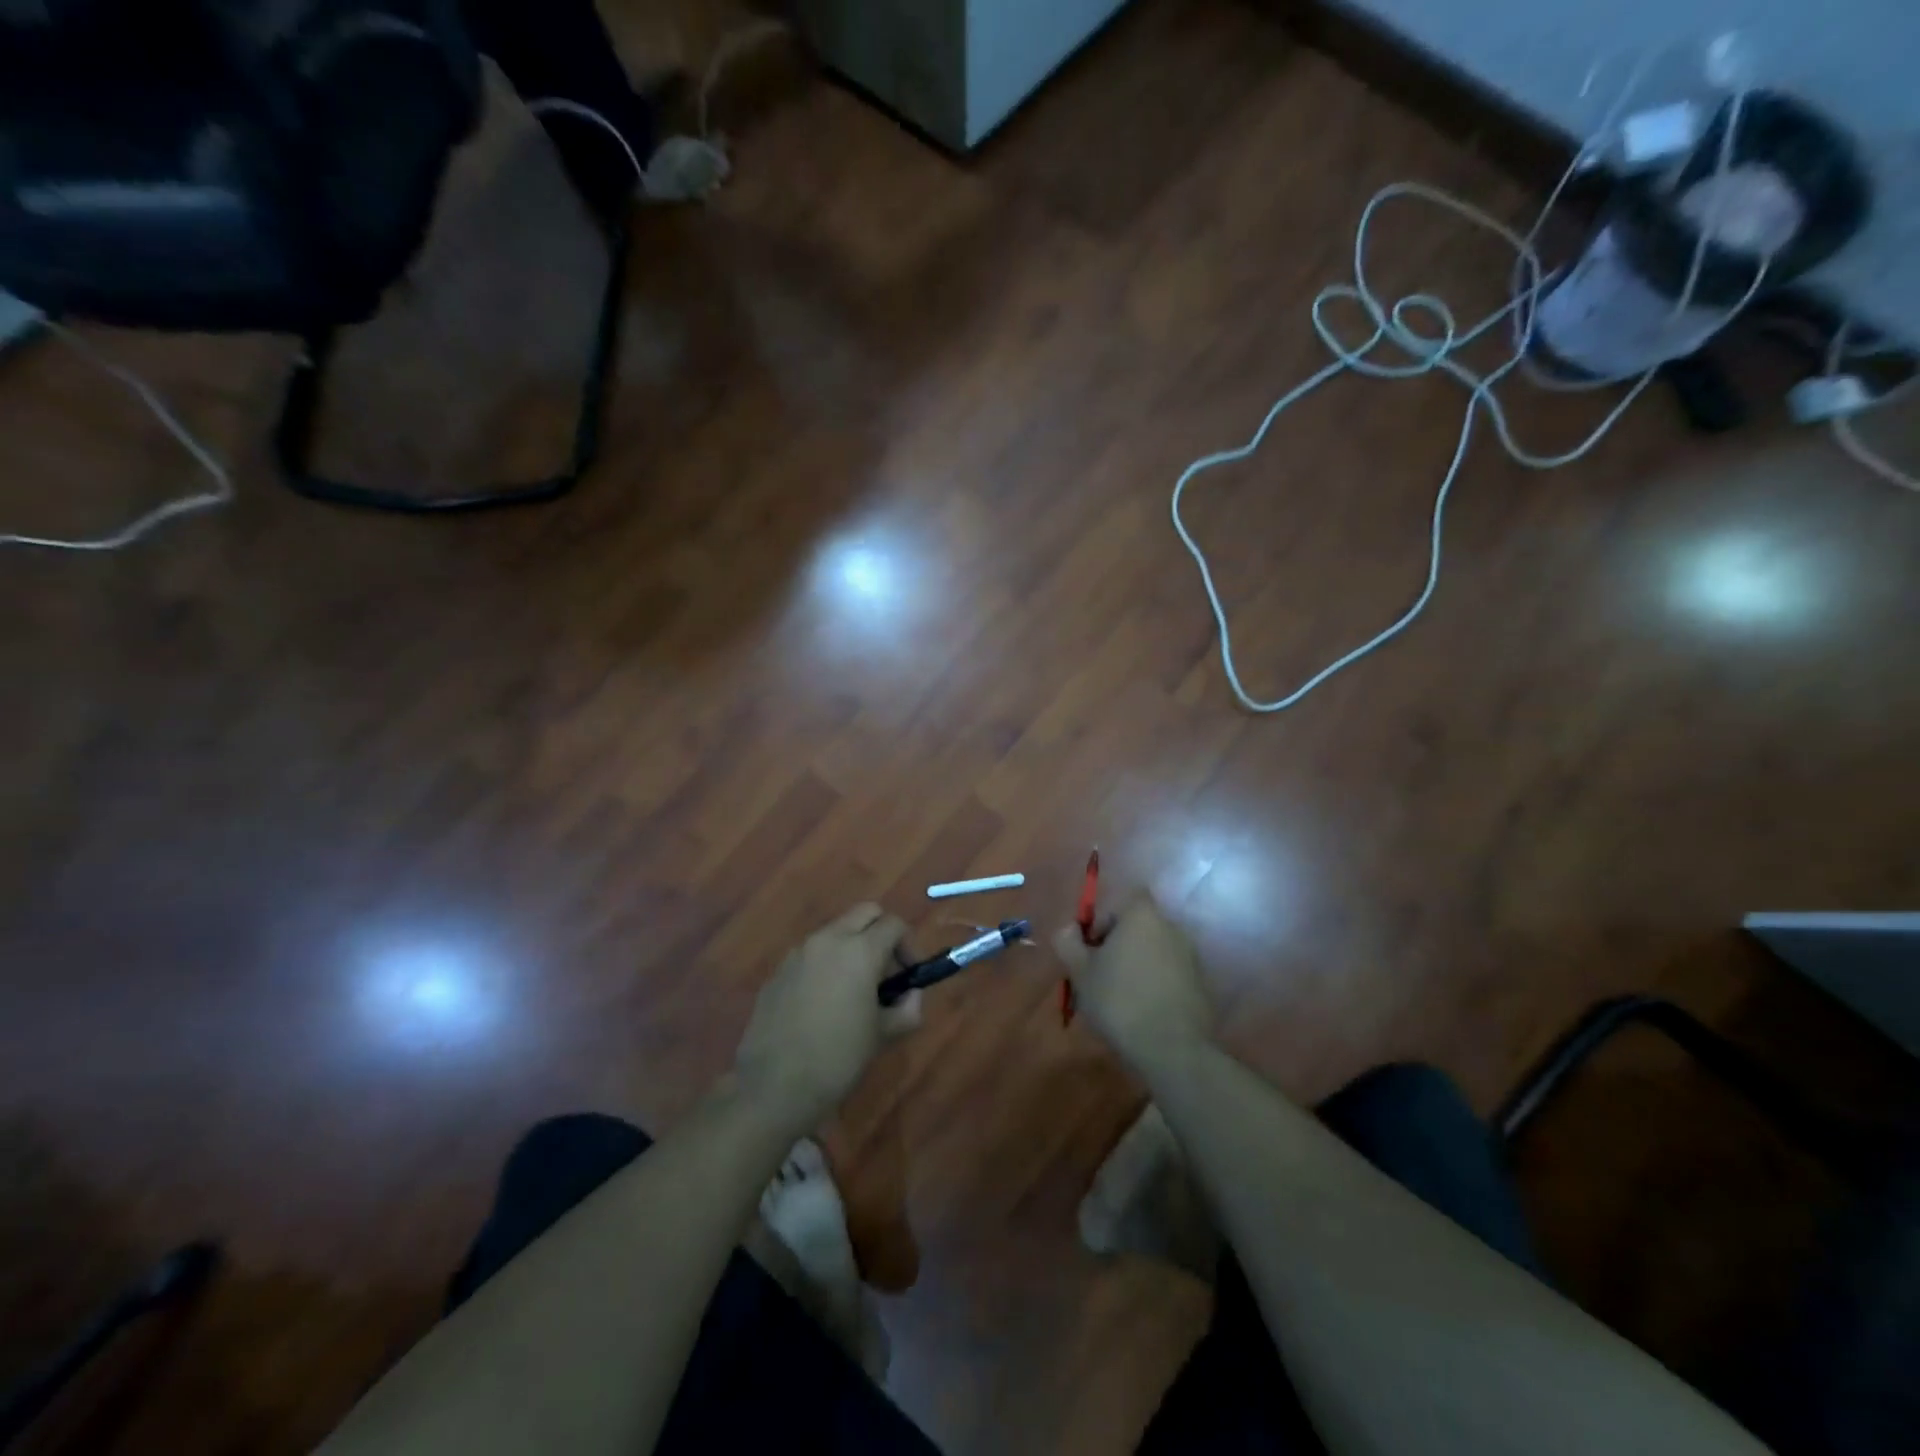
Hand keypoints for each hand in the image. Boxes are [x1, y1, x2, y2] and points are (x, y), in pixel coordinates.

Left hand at [735, 904, 920, 1135]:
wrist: (774, 1087)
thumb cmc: (838, 1058)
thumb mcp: (884, 1035)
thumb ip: (907, 1008)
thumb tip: (910, 995)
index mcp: (860, 950)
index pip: (894, 924)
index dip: (909, 946)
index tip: (911, 974)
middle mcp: (828, 940)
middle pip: (865, 914)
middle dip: (881, 933)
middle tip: (886, 971)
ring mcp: (798, 953)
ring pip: (835, 932)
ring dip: (852, 947)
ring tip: (854, 990)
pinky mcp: (778, 971)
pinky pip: (811, 955)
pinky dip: (825, 965)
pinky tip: (823, 1005)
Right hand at [1053, 894, 1213, 1081]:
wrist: (1172, 1049)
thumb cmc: (1119, 1000)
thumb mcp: (1080, 972)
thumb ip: (1068, 942)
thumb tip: (1069, 929)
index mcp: (1142, 916)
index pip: (1119, 902)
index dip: (1102, 921)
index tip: (1090, 950)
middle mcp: (1170, 927)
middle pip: (1136, 927)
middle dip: (1117, 946)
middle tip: (1099, 976)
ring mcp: (1190, 956)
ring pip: (1152, 951)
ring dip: (1136, 966)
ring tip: (1119, 998)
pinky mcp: (1200, 984)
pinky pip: (1169, 973)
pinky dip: (1155, 984)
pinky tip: (1142, 1011)